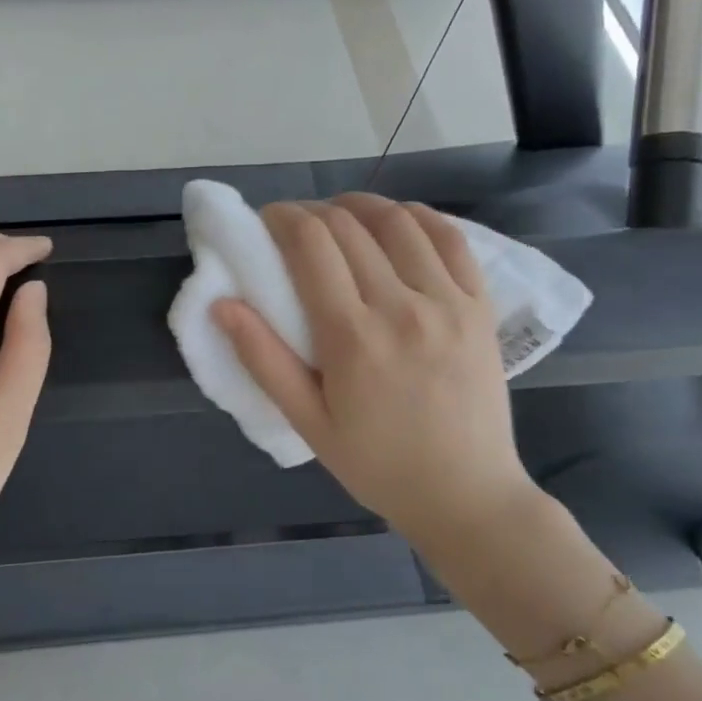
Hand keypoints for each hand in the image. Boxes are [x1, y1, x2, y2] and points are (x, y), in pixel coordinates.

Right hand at [212, 193, 541, 555]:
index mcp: (352, 337)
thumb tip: (221, 305)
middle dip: (311, 211)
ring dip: (360, 206)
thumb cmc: (376, 464)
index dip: (282, 218)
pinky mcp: (480, 306)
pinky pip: (451, 239)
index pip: (311, 244)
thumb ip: (262, 359)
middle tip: (293, 225)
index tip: (266, 220)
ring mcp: (448, 302)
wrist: (466, 495)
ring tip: (339, 217)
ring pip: (399, 221)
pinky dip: (418, 218)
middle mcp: (401, 306)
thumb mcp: (306, 422)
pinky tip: (397, 223)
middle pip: (348, 226)